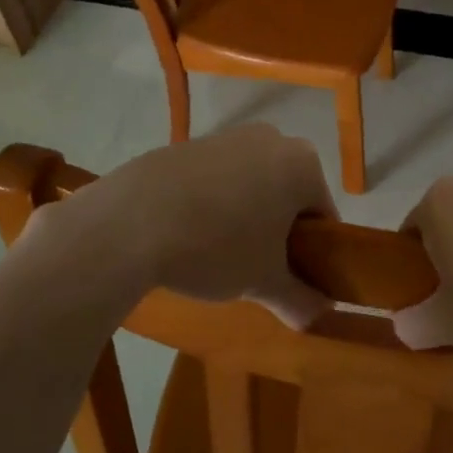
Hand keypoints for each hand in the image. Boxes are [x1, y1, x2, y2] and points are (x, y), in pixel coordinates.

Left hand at [38, 125, 337, 326]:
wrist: (128, 222)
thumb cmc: (216, 248)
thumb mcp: (264, 282)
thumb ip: (299, 300)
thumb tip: (317, 316)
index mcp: (302, 164)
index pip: (323, 216)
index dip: (314, 253)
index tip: (292, 280)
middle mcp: (270, 139)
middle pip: (288, 195)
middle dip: (278, 232)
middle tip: (257, 269)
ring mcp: (225, 137)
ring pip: (251, 185)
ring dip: (245, 218)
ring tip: (217, 255)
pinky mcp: (186, 144)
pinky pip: (215, 179)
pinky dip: (211, 204)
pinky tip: (187, 234)